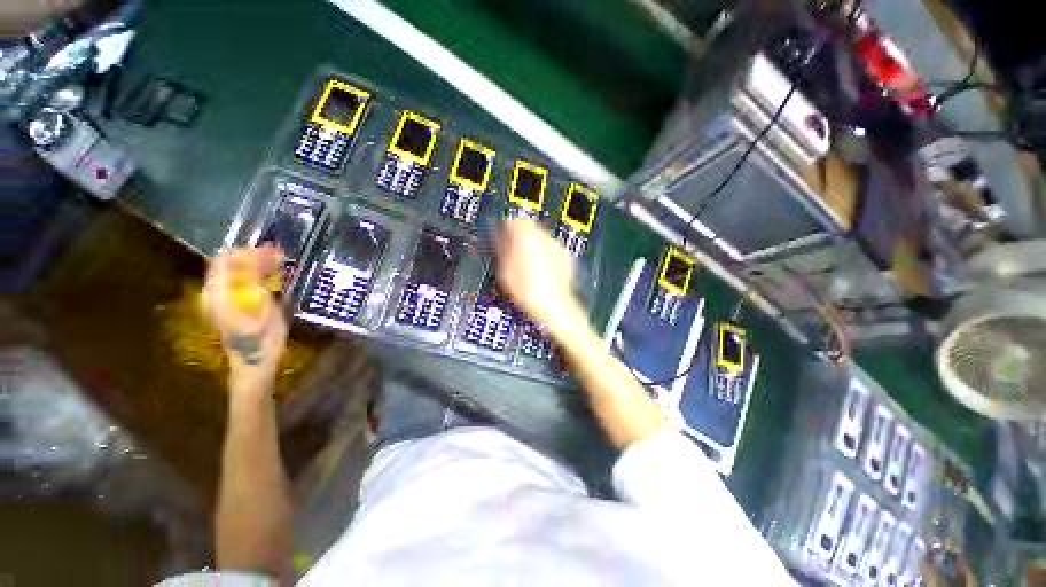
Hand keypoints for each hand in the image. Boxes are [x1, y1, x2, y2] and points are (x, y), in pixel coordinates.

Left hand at [201, 245, 288, 391]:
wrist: (256, 361)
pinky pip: (243, 283)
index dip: (248, 251)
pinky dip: (258, 277)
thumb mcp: (261, 304)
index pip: (226, 259)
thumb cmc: (260, 336)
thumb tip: (257, 252)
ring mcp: (224, 299)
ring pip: (238, 272)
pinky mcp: (235, 304)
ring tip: (280, 265)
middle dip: (255, 257)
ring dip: (258, 266)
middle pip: (231, 264)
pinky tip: (274, 278)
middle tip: (280, 257)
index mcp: (219, 291)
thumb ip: (255, 278)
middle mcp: (217, 291)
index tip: (273, 250)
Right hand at [495, 219, 583, 330]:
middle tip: (515, 254)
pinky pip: (553, 251)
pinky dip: (548, 256)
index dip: (506, 230)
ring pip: (542, 239)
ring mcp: (557, 246)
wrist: (552, 305)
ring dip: (535, 247)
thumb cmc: (526, 291)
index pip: (513, 221)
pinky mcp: (567, 257)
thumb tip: (500, 238)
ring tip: (529, 266)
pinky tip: (543, 271)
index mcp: (525, 235)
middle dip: (521, 238)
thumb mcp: (504, 270)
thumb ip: (501, 248)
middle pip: (529, 228)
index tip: (503, 238)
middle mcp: (543, 236)